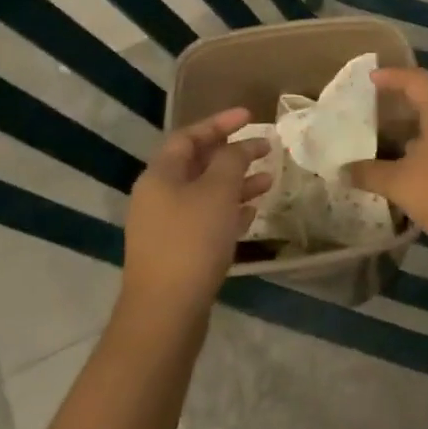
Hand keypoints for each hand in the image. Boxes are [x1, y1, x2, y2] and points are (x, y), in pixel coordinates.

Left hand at [124, 108, 270, 309]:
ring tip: (269, 181)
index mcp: (160, 175)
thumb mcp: (218, 191)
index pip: (189, 136)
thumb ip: (232, 160)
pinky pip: (206, 219)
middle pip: (197, 164)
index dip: (220, 123)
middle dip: (233, 154)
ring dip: (236, 183)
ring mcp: (166, 226)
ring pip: (205, 193)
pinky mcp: (177, 252)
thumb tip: (241, 146)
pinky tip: (252, 214)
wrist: (166, 312)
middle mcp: (158, 196)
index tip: (251, 116)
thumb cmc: (192, 241)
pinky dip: (229, 211)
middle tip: (266, 149)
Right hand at [345, 67, 427, 244]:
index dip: (391, 76)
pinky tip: (414, 157)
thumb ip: (369, 172)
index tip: (370, 79)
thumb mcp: (400, 183)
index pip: (415, 79)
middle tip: (377, 105)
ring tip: (390, 133)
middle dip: (403, 98)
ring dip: (416, 122)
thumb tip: (343, 171)